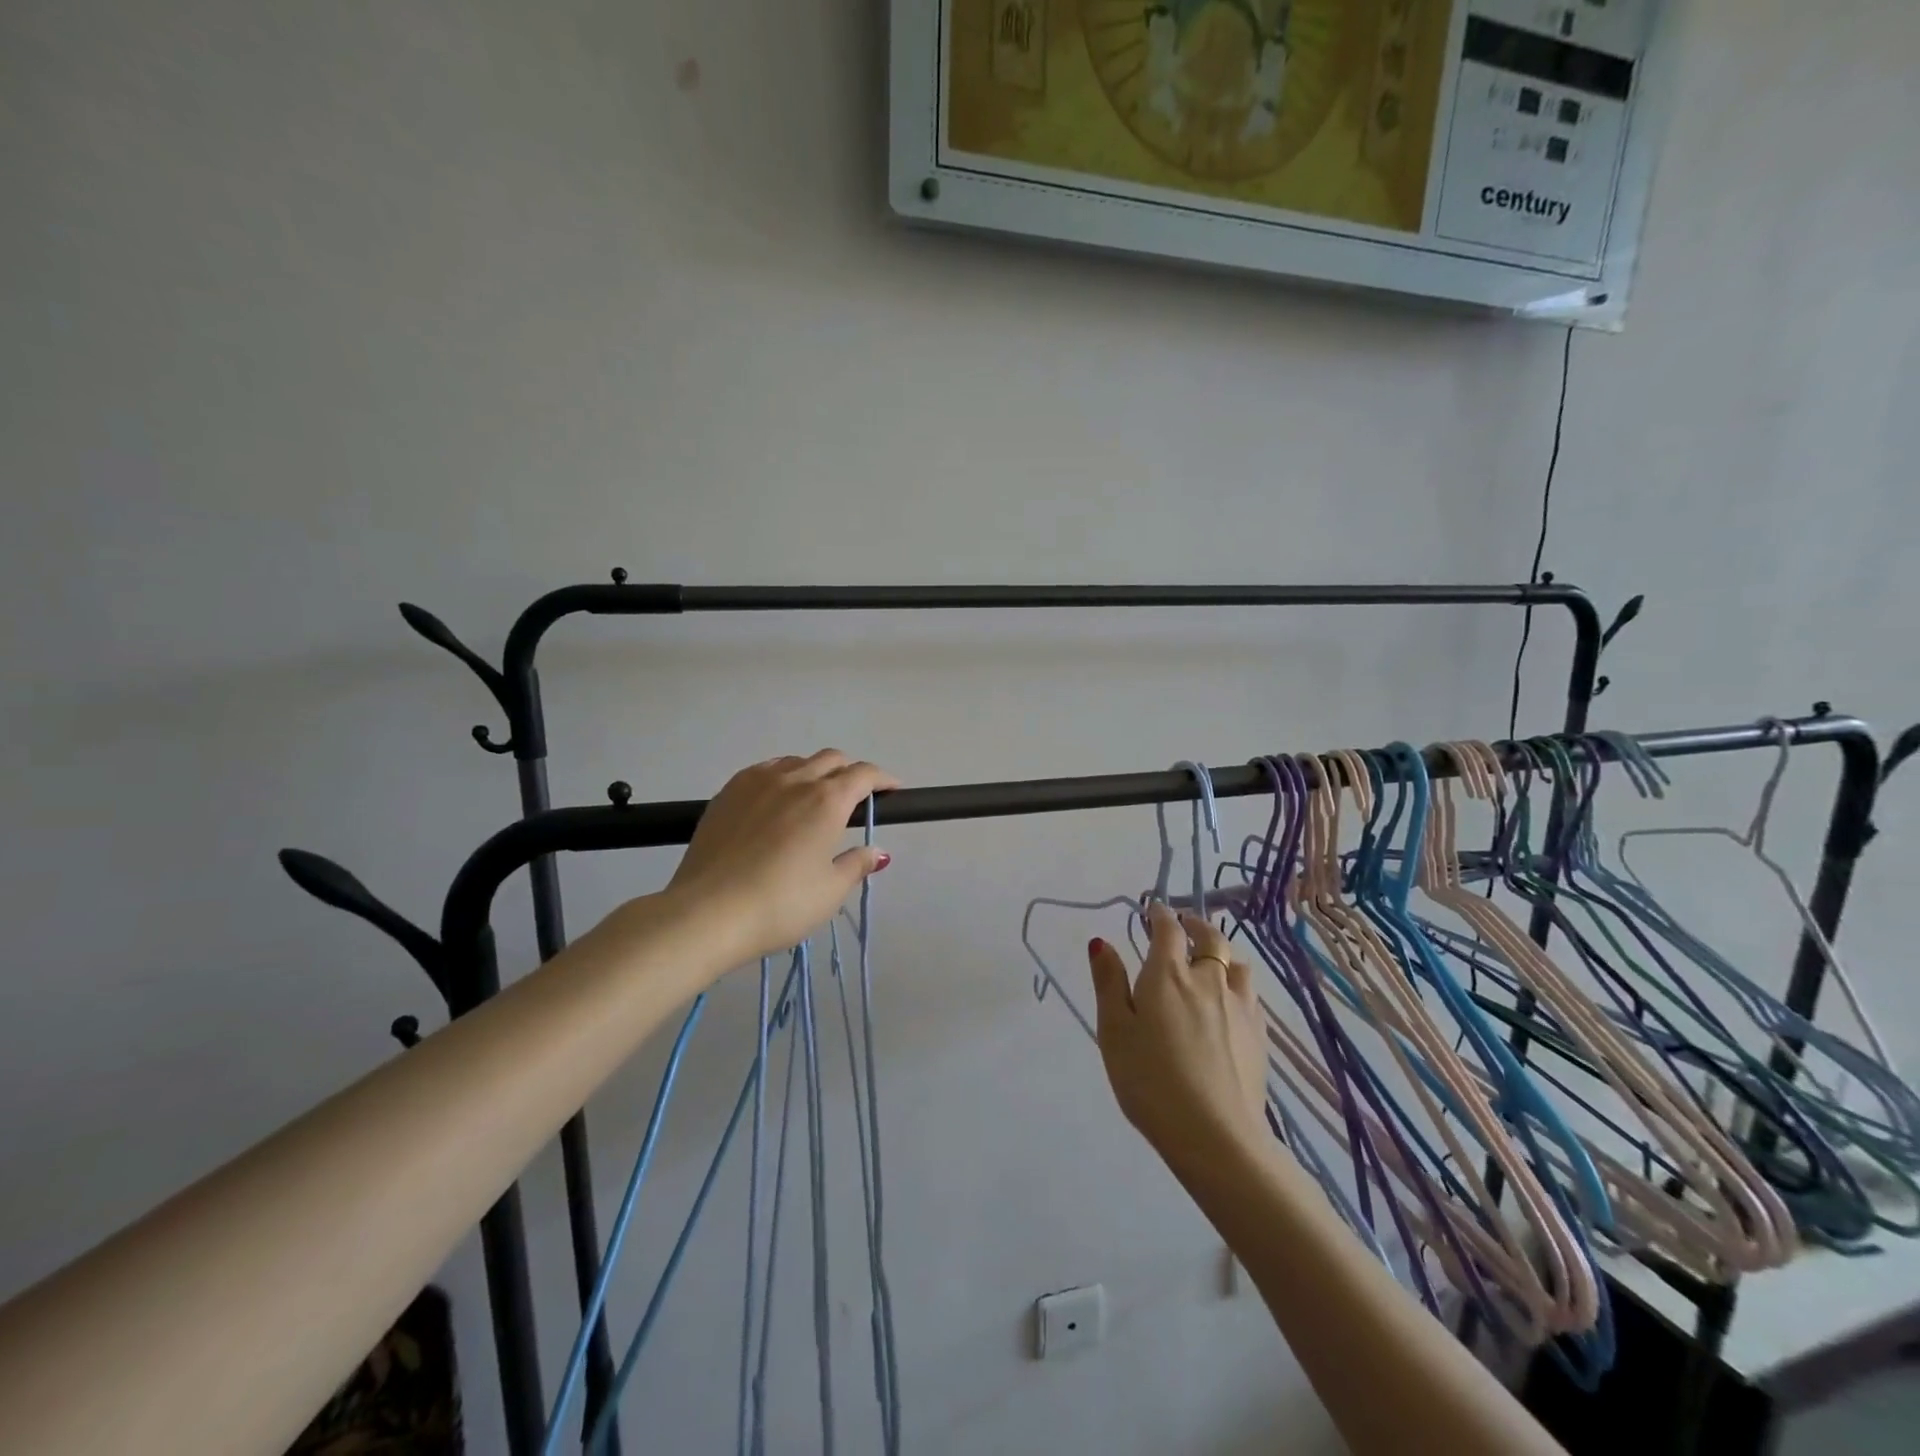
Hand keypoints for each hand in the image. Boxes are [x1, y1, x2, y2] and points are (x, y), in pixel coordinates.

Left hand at [665, 749, 899, 966]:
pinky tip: (777, 800)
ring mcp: (757, 781)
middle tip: (856, 798)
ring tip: (815, 797)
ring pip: (796, 761)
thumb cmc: (780, 905)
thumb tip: (877, 853)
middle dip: (850, 772)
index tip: (892, 790)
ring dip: (815, 771)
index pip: (863, 775)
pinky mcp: (728, 792)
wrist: (707, 912)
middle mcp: (795, 780)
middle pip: (831, 759)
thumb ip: (856, 865)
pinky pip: (765, 770)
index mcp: (827, 801)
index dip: (883, 779)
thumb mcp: (830, 892)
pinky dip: (783, 776)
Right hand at [1088, 903, 1266, 1176]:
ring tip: (1210, 960)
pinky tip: (1230, 1001)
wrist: (1215, 1135)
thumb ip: (1109, 983)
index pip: (1168, 929)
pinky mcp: (1259, 1034)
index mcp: (1168, 974)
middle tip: (1183, 926)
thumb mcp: (1114, 1031)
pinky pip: (1250, 993)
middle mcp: (1208, 979)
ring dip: (1221, 953)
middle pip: (1210, 938)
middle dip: (1195, 926)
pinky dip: (1236, 983)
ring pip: (1236, 963)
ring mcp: (1240, 1006)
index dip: (1160, 914)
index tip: (1153, 910)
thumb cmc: (1150, 1080)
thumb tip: (1102, 942)